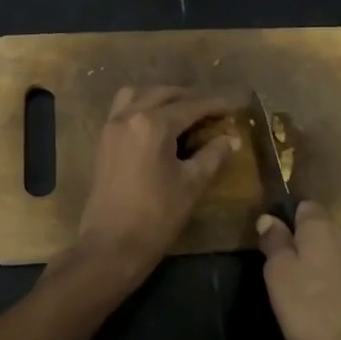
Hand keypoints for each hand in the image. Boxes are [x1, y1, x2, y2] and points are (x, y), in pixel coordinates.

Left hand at [71, 87, 236, 283]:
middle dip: (192, 98)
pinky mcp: (104, 140)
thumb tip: (231, 139)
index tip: (237, 105)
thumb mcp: (192, 184)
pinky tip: (159, 126)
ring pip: (141, 95)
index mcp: (152, 124)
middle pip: (165, 94)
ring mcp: (112, 126)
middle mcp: (129, 115)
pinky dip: (143, 107)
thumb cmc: (156, 215)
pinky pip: (124, 109)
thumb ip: (213, 155)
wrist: (111, 245)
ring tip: (185, 113)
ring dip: (164, 98)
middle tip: (215, 110)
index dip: (216, 104)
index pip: (192, 106)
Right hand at [256, 202, 340, 339]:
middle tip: (286, 273)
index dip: (289, 221)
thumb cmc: (309, 310)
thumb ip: (274, 242)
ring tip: (306, 294)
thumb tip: (269, 218)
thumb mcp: (278, 274)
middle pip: (323, 229)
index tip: (275, 245)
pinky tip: (328, 309)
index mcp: (323, 226)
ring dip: (323, 266)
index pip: (305, 206)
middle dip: (306, 244)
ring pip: (338, 253)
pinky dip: (338, 286)